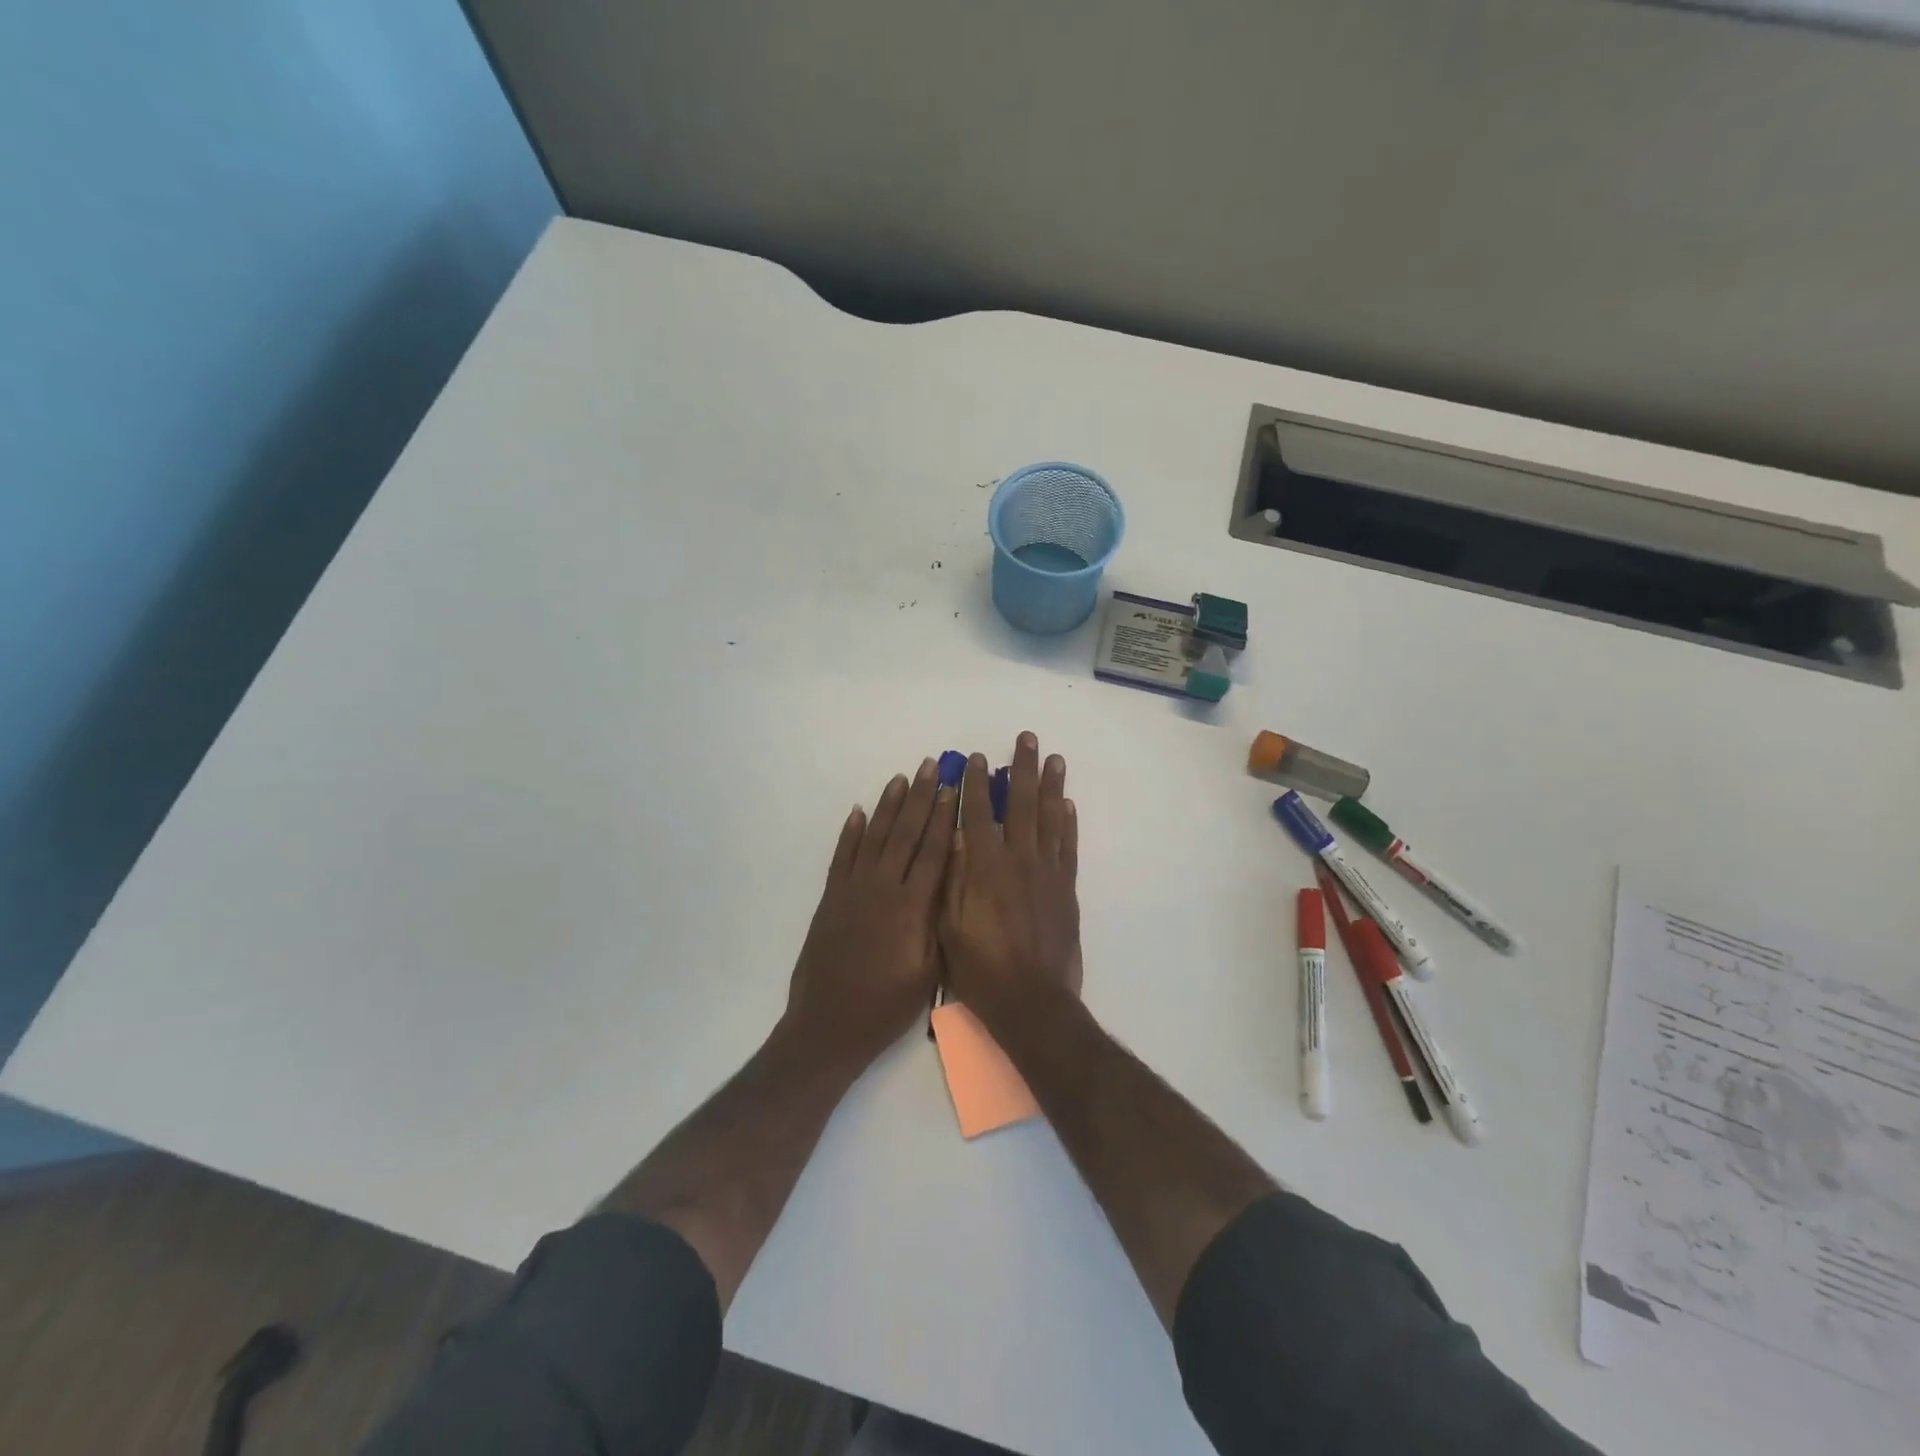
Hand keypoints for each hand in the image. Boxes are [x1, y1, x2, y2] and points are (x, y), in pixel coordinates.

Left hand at [786, 758, 956, 1068]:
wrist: (829, 1026)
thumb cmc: (887, 1006)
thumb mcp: (929, 971)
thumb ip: (940, 923)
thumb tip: (952, 882)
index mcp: (911, 907)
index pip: (932, 852)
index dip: (944, 818)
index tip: (952, 789)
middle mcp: (882, 889)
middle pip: (904, 834)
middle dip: (920, 798)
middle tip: (931, 767)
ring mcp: (852, 890)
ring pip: (873, 837)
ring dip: (887, 806)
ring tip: (900, 779)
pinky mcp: (830, 898)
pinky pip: (841, 856)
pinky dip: (850, 832)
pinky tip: (859, 812)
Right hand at [938, 733, 1082, 1028]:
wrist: (1032, 1002)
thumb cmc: (980, 969)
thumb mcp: (947, 926)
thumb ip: (950, 879)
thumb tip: (954, 836)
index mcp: (984, 868)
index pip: (978, 814)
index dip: (976, 784)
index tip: (976, 757)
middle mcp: (1018, 860)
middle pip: (1021, 804)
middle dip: (1022, 769)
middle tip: (1027, 738)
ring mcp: (1046, 873)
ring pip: (1050, 819)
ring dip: (1051, 786)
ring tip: (1054, 758)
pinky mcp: (1066, 889)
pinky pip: (1067, 847)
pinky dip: (1068, 823)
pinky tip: (1067, 805)